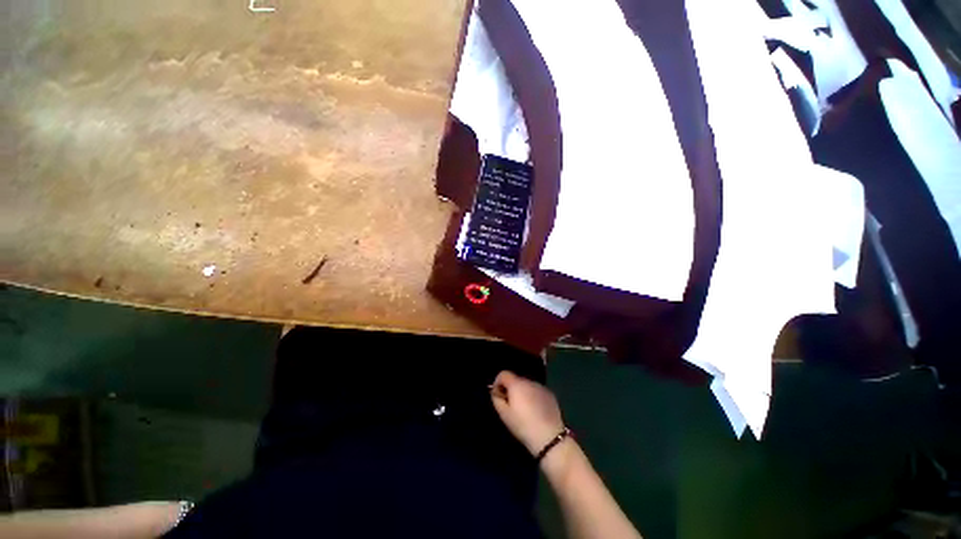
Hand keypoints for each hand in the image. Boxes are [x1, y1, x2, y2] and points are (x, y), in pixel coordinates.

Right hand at [491, 371, 565, 455]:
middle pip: (516, 379)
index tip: (498, 396)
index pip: (503, 374)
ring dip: (523, 393)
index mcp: (517, 384)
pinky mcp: (550, 394)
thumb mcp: (504, 415)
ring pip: (527, 385)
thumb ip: (497, 399)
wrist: (550, 436)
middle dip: (511, 389)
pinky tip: (535, 411)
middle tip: (510, 405)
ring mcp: (541, 387)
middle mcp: (529, 381)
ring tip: (524, 409)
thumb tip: (496, 392)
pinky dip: (533, 397)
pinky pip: (537, 391)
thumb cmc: (523, 425)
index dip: (498, 383)